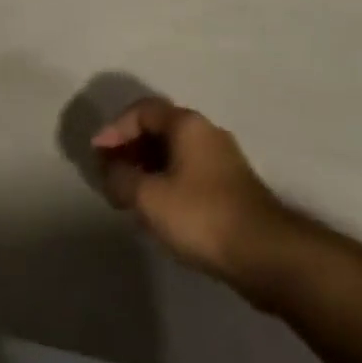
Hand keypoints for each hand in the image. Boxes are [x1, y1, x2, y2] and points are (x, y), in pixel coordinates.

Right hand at [91, 97, 297, 293]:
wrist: (265, 252)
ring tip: (129, 193)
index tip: (97, 152)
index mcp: (186, 123)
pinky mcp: (231, 185)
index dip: (115, 128)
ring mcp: (222, 158)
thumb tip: (109, 169)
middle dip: (130, 147)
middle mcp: (205, 130)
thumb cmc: (202, 215)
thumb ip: (122, 179)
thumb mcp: (151, 198)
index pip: (142, 110)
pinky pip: (188, 170)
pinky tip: (159, 208)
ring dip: (148, 166)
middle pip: (159, 128)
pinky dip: (167, 180)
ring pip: (175, 151)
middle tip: (110, 172)